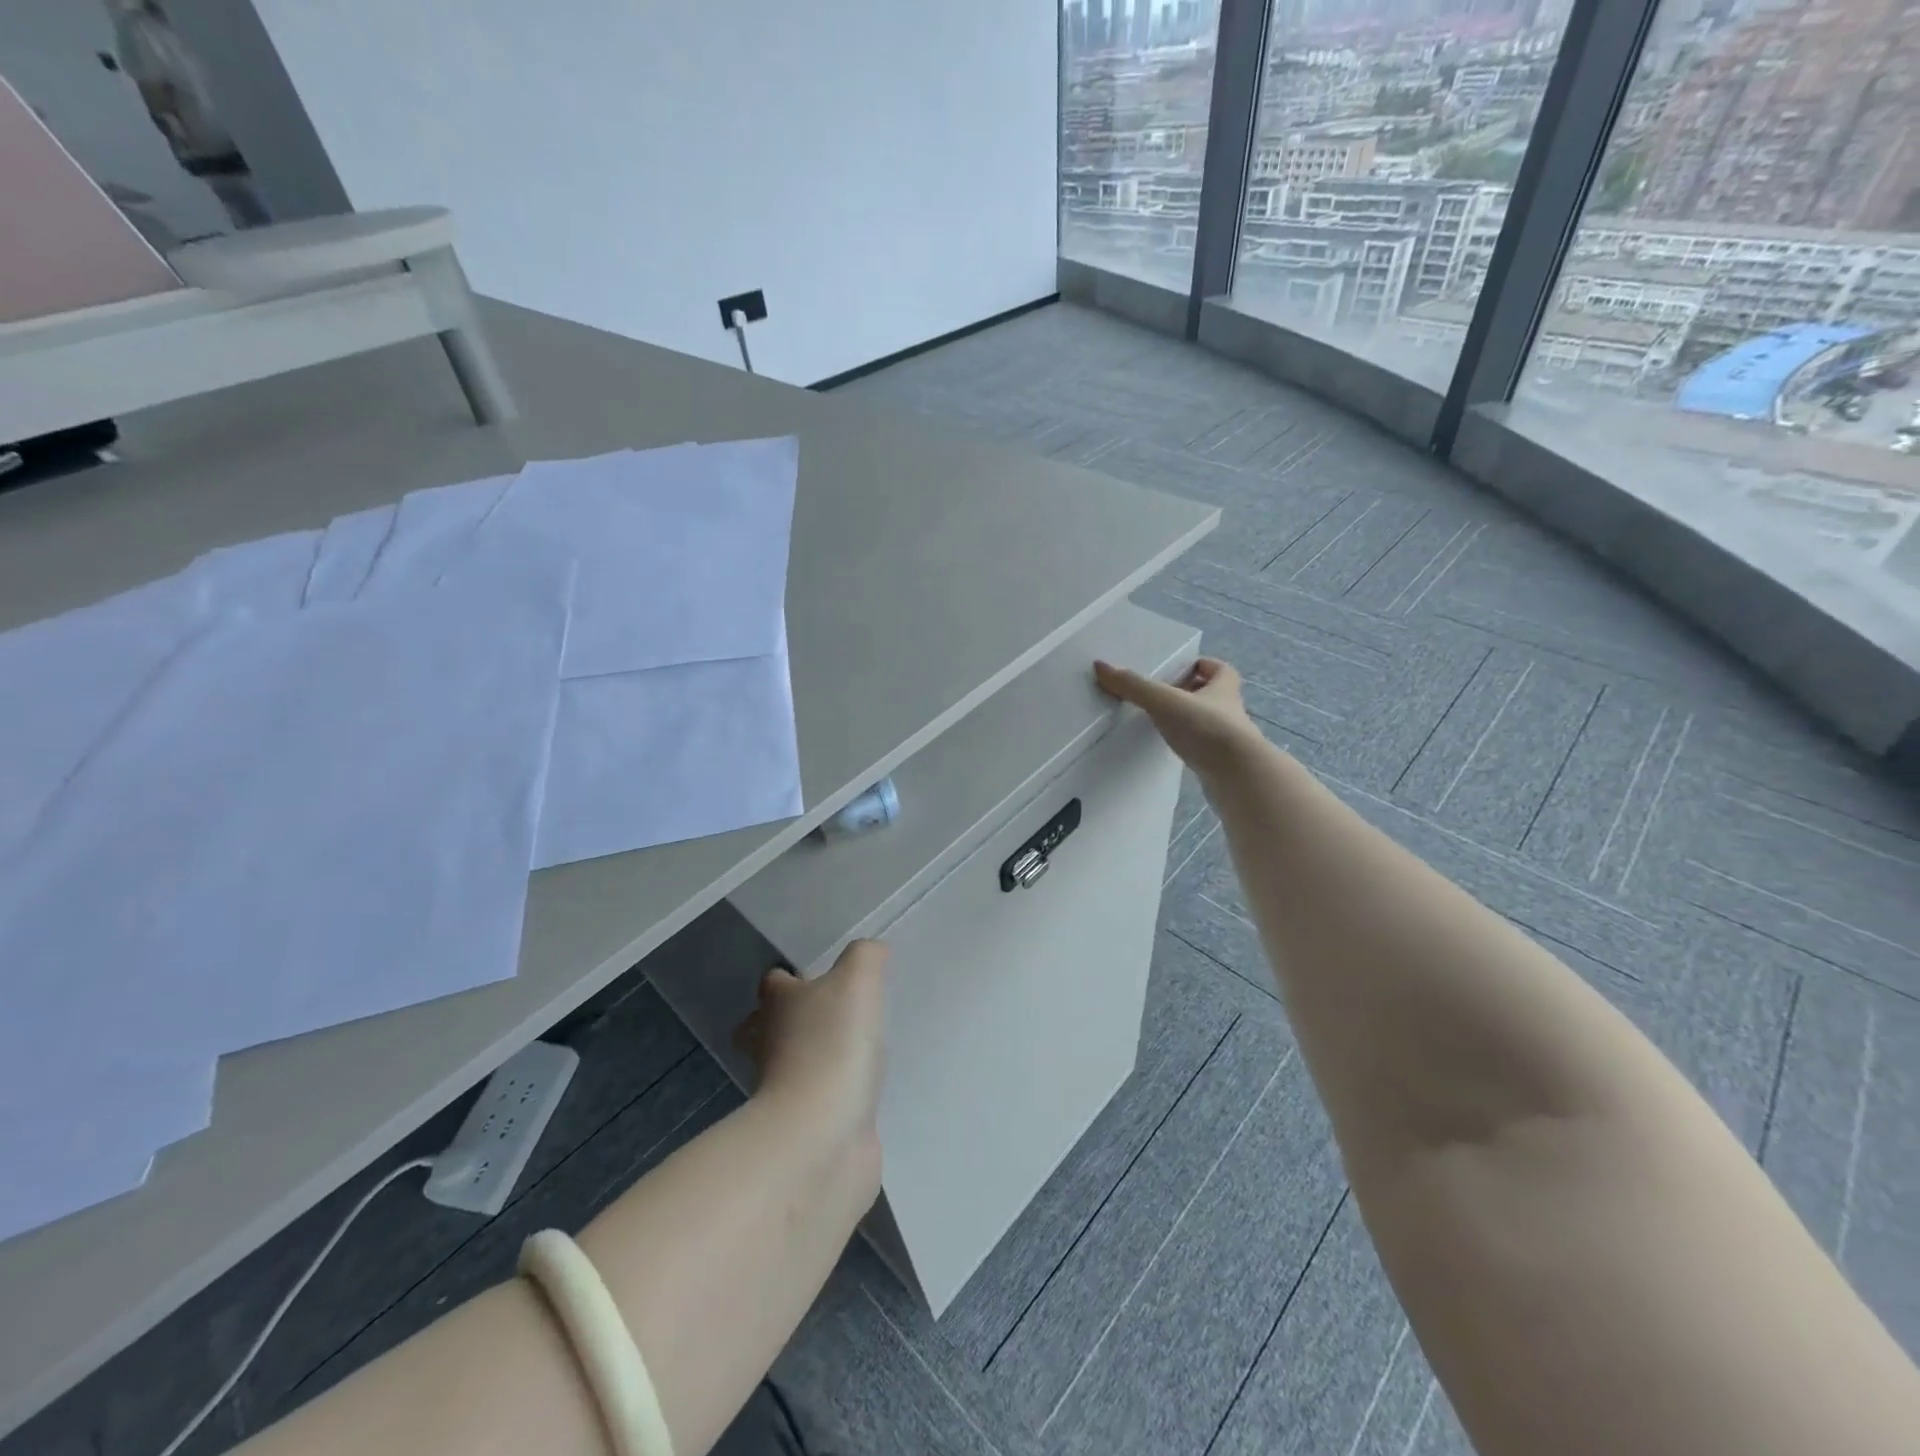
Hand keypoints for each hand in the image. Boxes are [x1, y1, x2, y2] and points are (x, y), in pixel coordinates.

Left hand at [733, 940, 887, 1151]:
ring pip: (792, 1064)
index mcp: (778, 1006)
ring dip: (814, 1057)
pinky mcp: (808, 1127)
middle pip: (768, 1026)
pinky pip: (820, 1101)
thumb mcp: (857, 981)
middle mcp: (771, 1045)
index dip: (790, 977)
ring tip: (854, 1048)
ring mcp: (785, 1091)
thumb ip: (865, 957)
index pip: (774, 983)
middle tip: (827, 1014)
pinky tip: (863, 1088)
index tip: (817, 975)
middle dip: (789, 1020)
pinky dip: (834, 1094)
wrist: (822, 1136)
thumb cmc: (832, 1046)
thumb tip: (872, 951)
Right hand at [1094, 656, 1263, 778]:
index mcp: (1223, 688)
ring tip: (1161, 722)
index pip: (1219, 669)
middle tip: (1163, 694)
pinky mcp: (1223, 763)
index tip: (1183, 668)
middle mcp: (1229, 710)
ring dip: (1190, 720)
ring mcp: (1228, 739)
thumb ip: (1133, 686)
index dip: (1204, 665)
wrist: (1238, 776)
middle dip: (1192, 692)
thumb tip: (1101, 665)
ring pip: (1209, 722)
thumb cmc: (1206, 729)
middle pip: (1213, 695)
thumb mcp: (1165, 702)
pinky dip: (1190, 745)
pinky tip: (1172, 749)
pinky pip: (1204, 747)